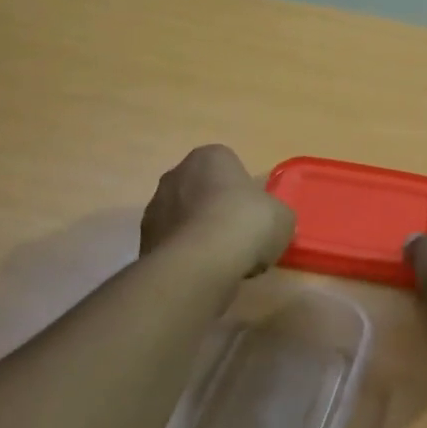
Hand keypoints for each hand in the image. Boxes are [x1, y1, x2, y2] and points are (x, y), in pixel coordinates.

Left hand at [141, 145, 293, 277]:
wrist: (200, 262)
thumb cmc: (246, 225)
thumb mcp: (282, 217)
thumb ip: (275, 213)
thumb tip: (269, 223)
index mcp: (211, 156)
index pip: (230, 166)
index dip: (244, 192)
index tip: (255, 216)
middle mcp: (177, 173)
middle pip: (203, 190)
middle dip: (217, 210)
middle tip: (239, 237)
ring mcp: (155, 205)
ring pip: (185, 217)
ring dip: (199, 233)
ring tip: (221, 260)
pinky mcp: (144, 238)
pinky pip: (172, 243)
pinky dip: (185, 254)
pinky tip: (202, 271)